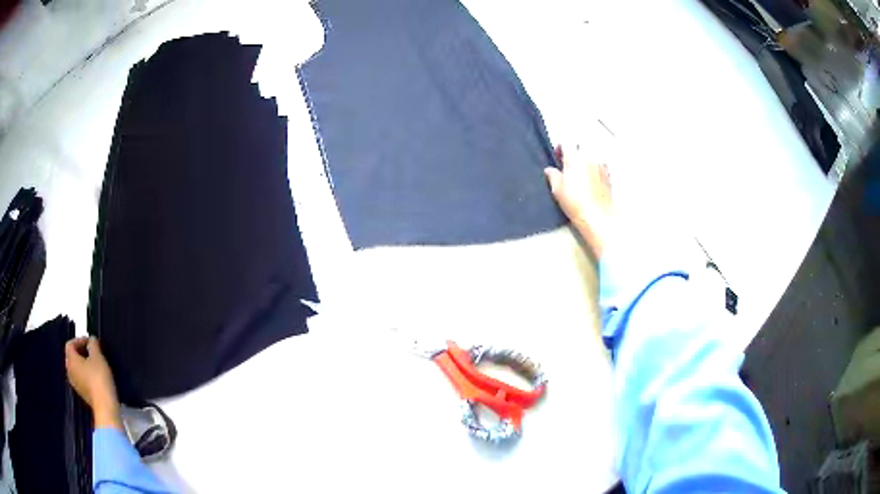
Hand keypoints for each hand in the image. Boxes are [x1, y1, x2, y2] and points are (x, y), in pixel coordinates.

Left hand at [65, 337, 122, 429]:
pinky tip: (96, 377)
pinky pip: (81, 378)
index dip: (80, 340)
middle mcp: (69, 370)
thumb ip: (93, 344)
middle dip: (82, 352)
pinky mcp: (82, 393)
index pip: (70, 344)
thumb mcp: (98, 356)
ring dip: (84, 363)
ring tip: (96, 364)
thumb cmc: (99, 378)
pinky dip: (86, 374)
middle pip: (72, 356)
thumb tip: (91, 341)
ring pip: (77, 368)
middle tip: (93, 352)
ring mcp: (75, 384)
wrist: (105, 407)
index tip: (91, 342)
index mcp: (70, 360)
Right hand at [545, 145, 612, 257]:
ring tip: (580, 168)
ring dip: (586, 155)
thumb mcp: (557, 190)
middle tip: (569, 160)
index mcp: (575, 157)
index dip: (560, 146)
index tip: (558, 155)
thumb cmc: (576, 203)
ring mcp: (601, 165)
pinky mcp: (608, 174)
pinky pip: (601, 162)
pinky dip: (595, 165)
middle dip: (574, 148)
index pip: (567, 141)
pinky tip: (591, 176)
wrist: (597, 217)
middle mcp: (589, 157)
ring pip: (593, 152)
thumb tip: (550, 170)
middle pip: (581, 143)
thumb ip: (553, 175)